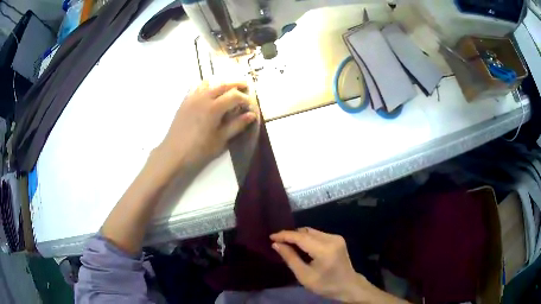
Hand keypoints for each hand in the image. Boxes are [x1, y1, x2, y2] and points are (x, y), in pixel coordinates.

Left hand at [158, 79, 256, 169]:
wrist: (174, 154)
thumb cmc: (198, 150)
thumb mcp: (220, 140)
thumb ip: (236, 125)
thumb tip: (251, 115)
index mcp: (214, 107)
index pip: (234, 95)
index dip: (245, 98)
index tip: (250, 104)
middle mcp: (203, 98)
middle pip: (223, 85)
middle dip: (236, 84)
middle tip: (246, 86)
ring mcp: (192, 98)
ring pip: (209, 83)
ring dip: (221, 83)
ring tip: (228, 88)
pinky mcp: (184, 102)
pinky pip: (196, 87)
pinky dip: (205, 86)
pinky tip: (208, 92)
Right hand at [270, 228, 361, 301]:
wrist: (348, 286)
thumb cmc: (326, 285)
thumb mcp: (304, 276)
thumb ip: (290, 258)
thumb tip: (276, 244)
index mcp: (324, 250)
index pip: (301, 237)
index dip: (285, 235)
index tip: (271, 236)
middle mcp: (331, 239)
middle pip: (306, 232)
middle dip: (291, 235)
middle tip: (278, 242)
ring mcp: (336, 237)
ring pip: (311, 232)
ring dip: (299, 236)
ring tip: (287, 244)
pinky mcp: (337, 239)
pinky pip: (317, 235)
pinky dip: (307, 238)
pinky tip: (301, 246)